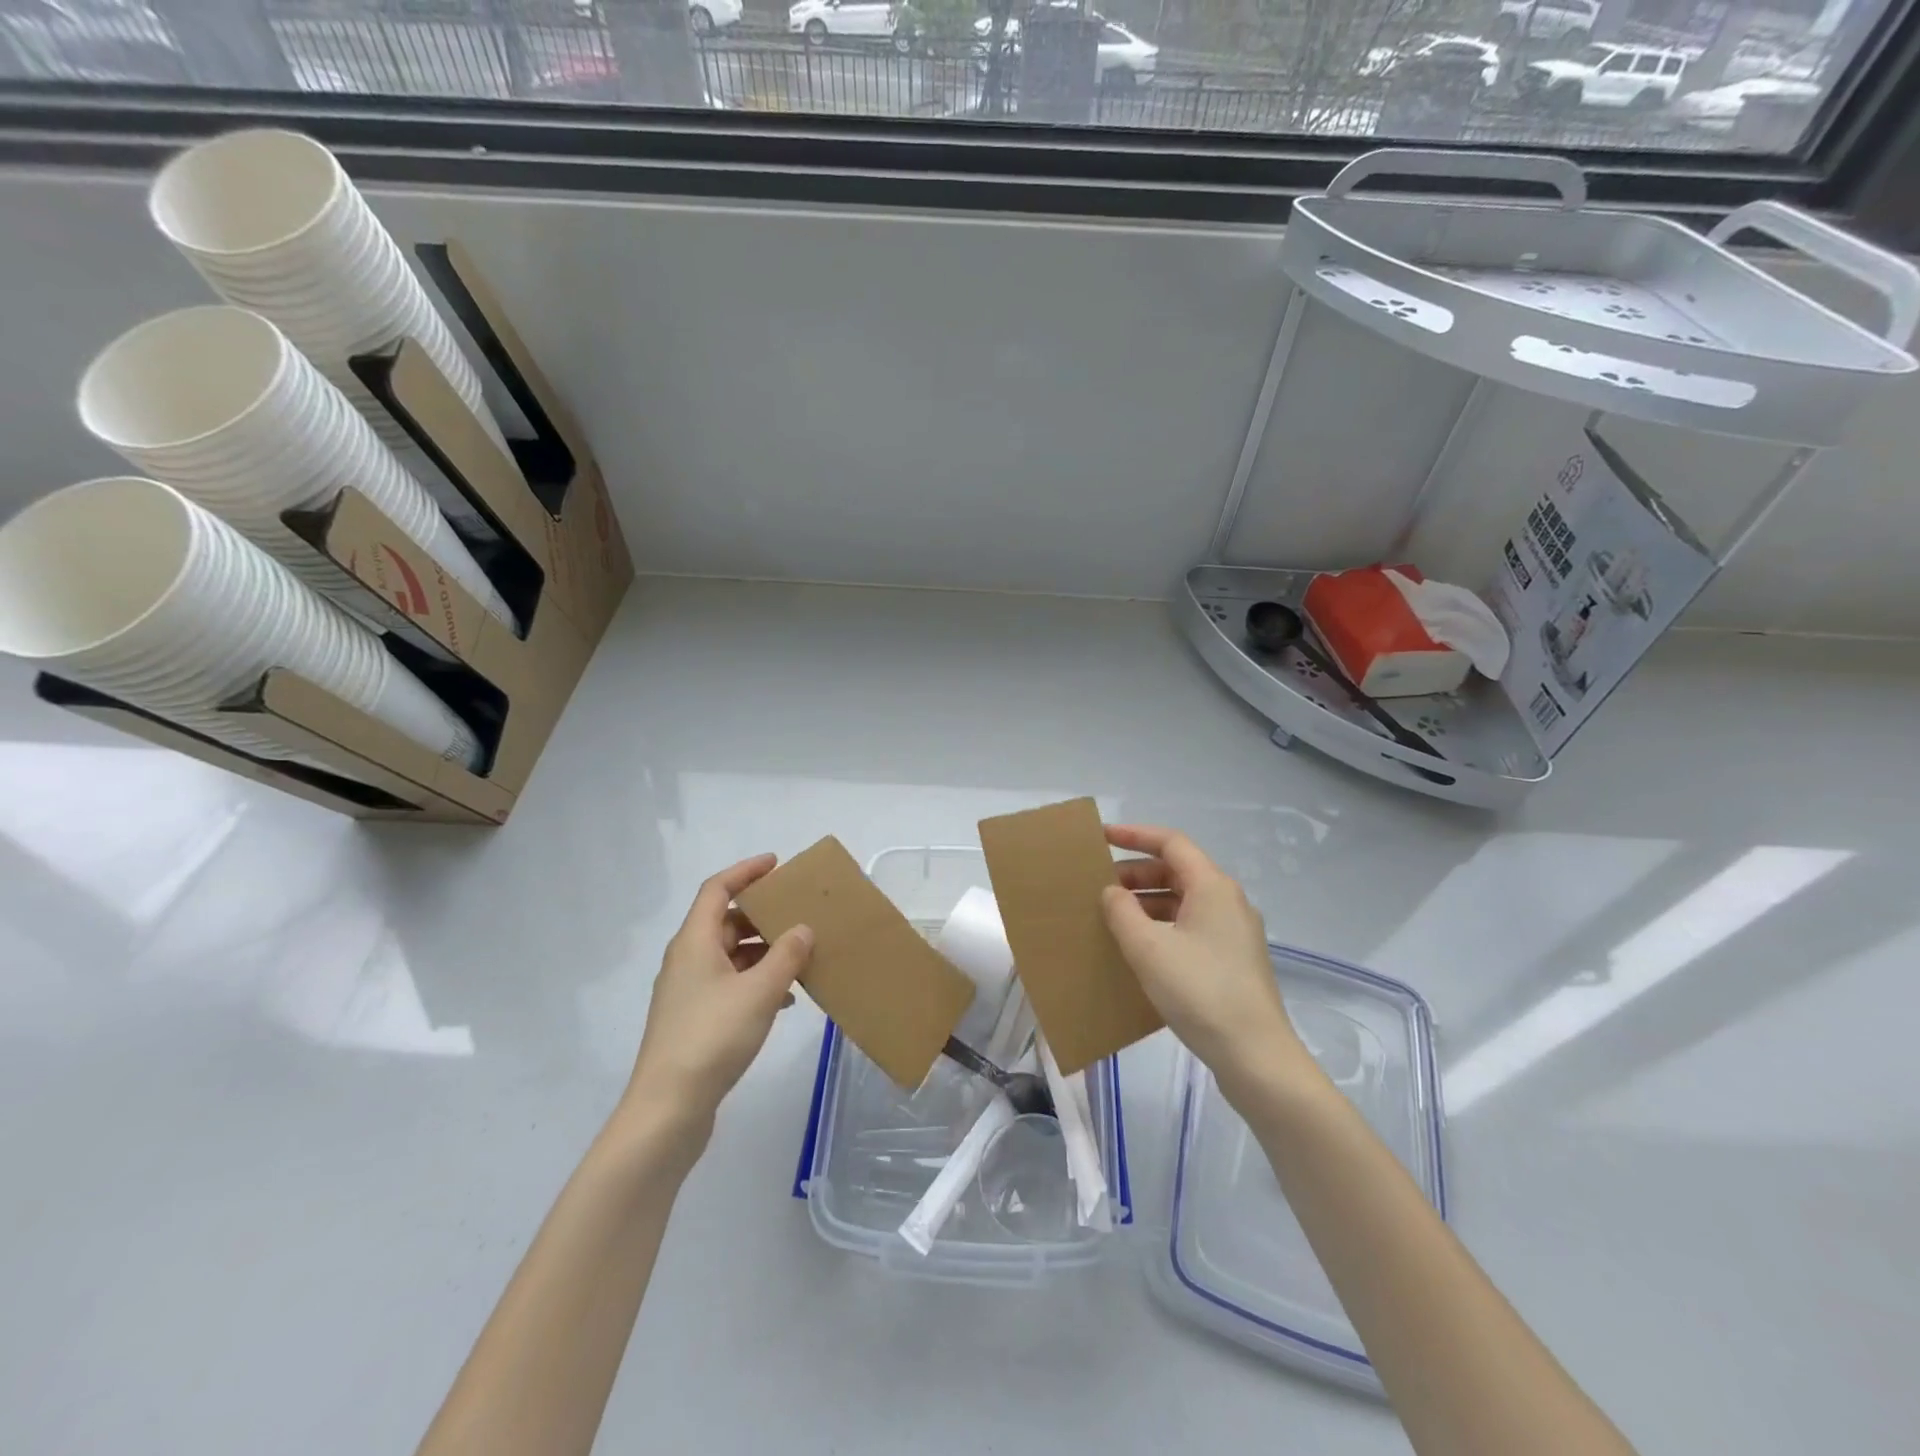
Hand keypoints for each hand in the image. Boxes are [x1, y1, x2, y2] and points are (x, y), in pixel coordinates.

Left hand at [625, 854, 813, 1135]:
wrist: (668, 1109)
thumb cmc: (712, 1037)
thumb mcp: (760, 991)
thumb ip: (786, 955)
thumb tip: (802, 929)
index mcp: (694, 942)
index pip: (717, 889)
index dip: (745, 871)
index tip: (776, 864)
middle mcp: (687, 960)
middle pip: (724, 921)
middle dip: (761, 915)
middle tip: (798, 912)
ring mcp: (688, 992)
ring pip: (730, 956)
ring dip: (763, 951)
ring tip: (800, 956)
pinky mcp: (694, 1021)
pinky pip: (730, 985)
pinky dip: (757, 982)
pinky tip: (785, 999)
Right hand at [1100, 824, 1311, 1097]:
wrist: (1255, 1055)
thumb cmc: (1200, 991)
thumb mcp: (1148, 948)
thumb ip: (1122, 912)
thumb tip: (1112, 892)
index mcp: (1213, 887)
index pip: (1171, 843)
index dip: (1135, 835)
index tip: (1102, 838)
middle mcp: (1228, 901)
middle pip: (1178, 870)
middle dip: (1136, 873)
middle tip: (1100, 887)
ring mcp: (1234, 932)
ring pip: (1184, 900)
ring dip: (1147, 901)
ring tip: (1113, 917)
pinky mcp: (1233, 959)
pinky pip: (1191, 926)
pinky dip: (1162, 925)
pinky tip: (1140, 948)